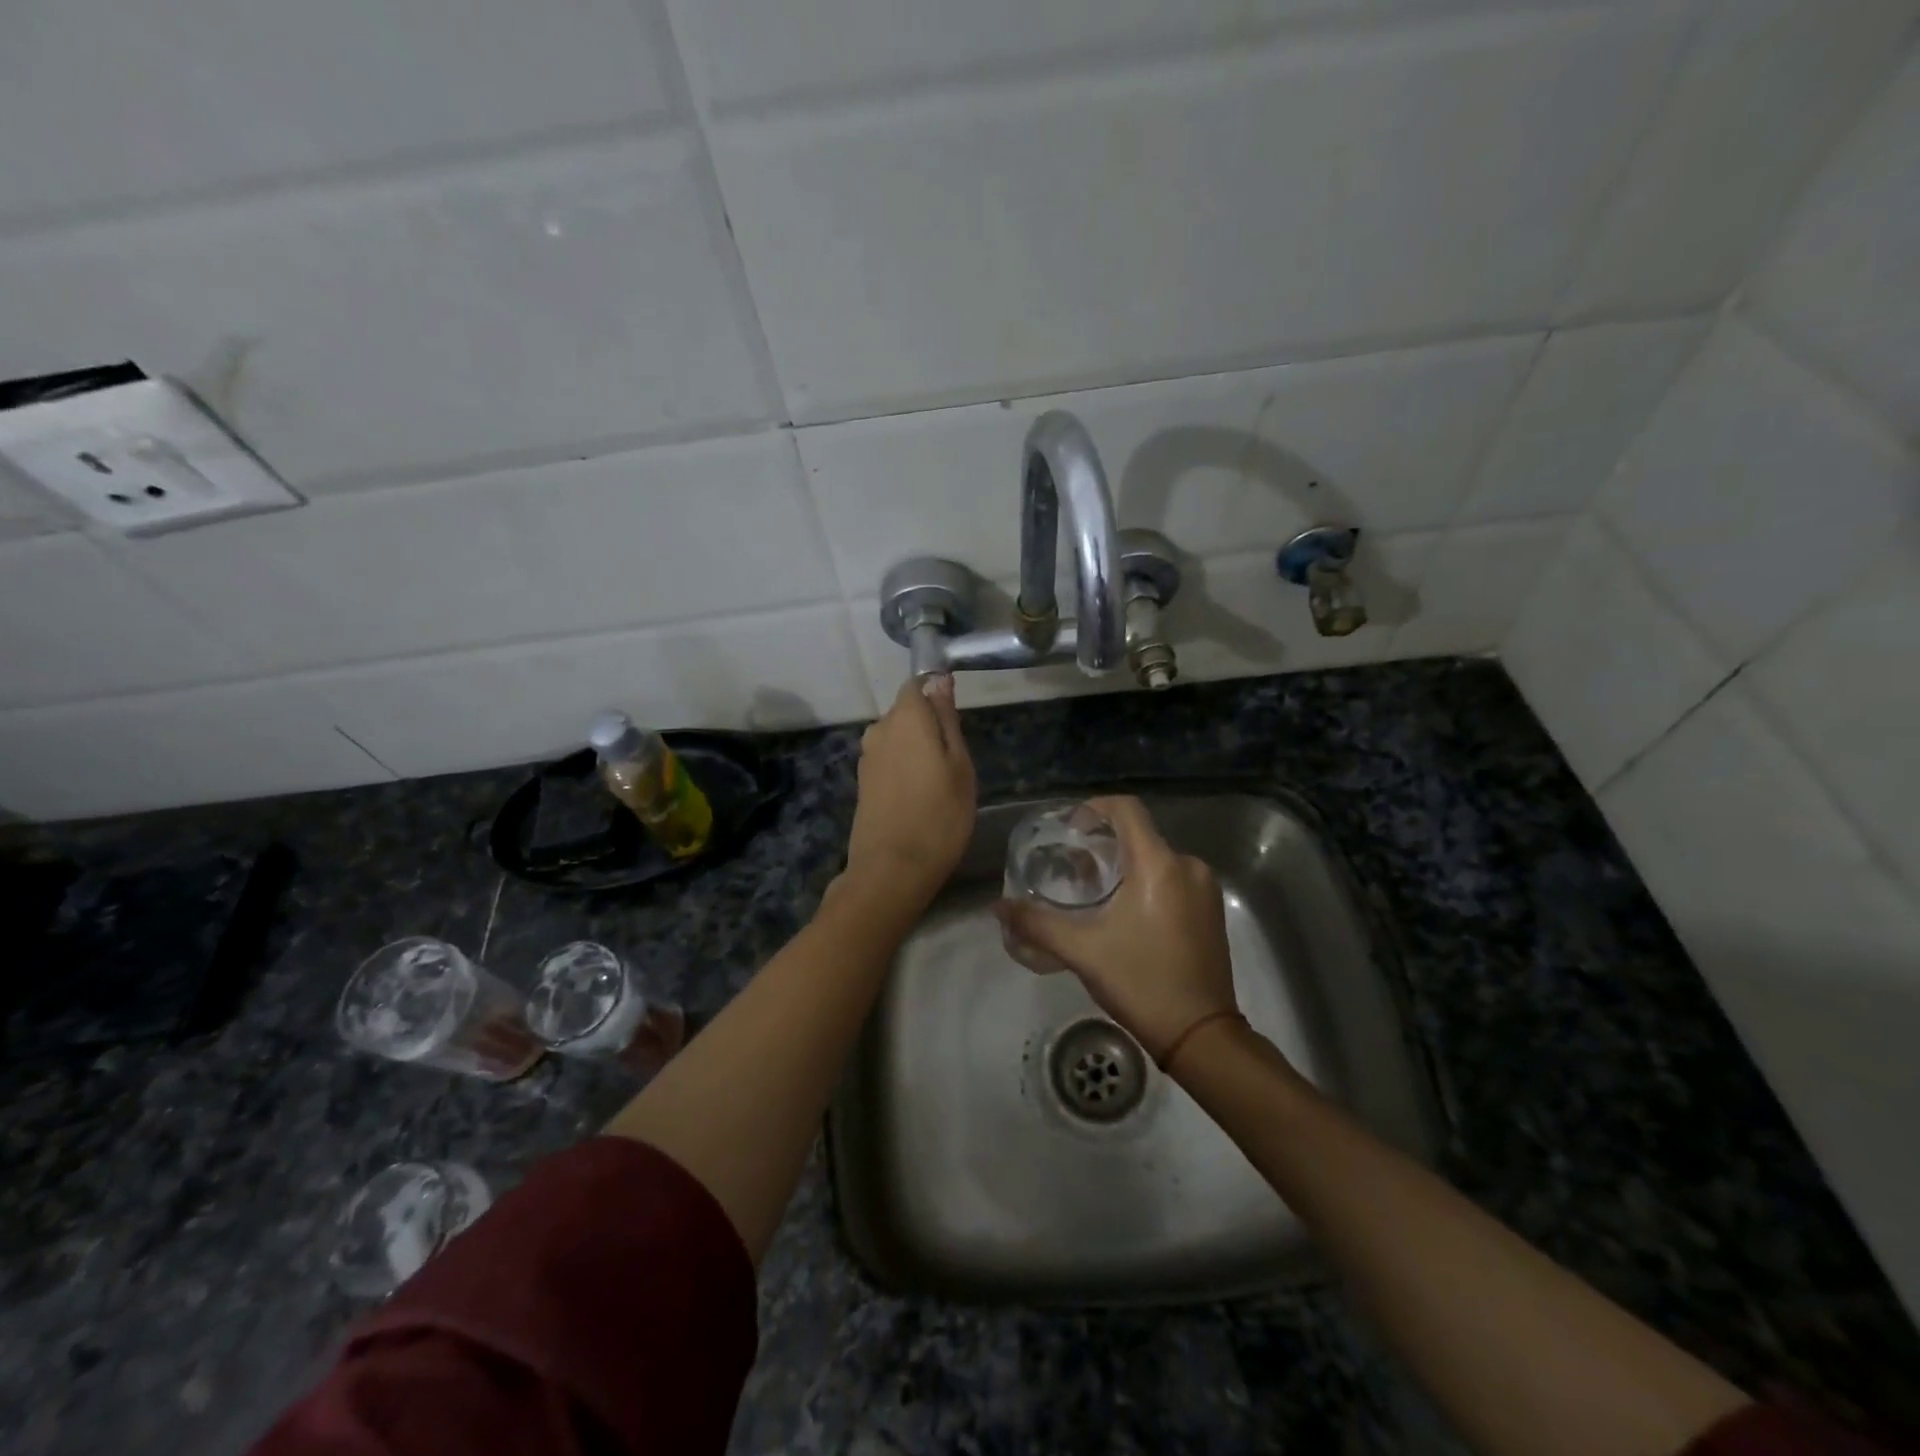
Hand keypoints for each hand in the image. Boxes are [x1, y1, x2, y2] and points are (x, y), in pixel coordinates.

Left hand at [842, 676, 975, 907]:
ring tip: (939, 784)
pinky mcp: (862, 783)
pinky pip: (889, 762)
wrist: (892, 869)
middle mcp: (879, 730)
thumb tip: (939, 680)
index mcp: (904, 717)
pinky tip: (919, 797)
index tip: (958, 721)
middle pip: (906, 712)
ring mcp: (866, 758)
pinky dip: (904, 770)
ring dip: (917, 751)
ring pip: (898, 739)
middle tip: (955, 761)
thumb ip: (947, 719)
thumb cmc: (939, 815)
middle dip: (929, 726)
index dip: (938, 694)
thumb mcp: (959, 764)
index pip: (917, 684)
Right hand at [994, 796, 1237, 1064]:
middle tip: (1072, 870)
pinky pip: (1173, 877)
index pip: (1125, 808)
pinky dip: (1146, 882)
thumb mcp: (1082, 951)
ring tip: (1094, 894)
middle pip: (1139, 834)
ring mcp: (1204, 889)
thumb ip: (1036, 923)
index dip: (1093, 809)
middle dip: (1103, 844)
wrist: (1201, 1035)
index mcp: (1159, 864)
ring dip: (1124, 865)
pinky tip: (1126, 913)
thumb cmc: (1140, 982)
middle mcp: (1187, 866)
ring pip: (1156, 858)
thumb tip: (998, 907)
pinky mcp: (1211, 910)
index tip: (1069, 831)